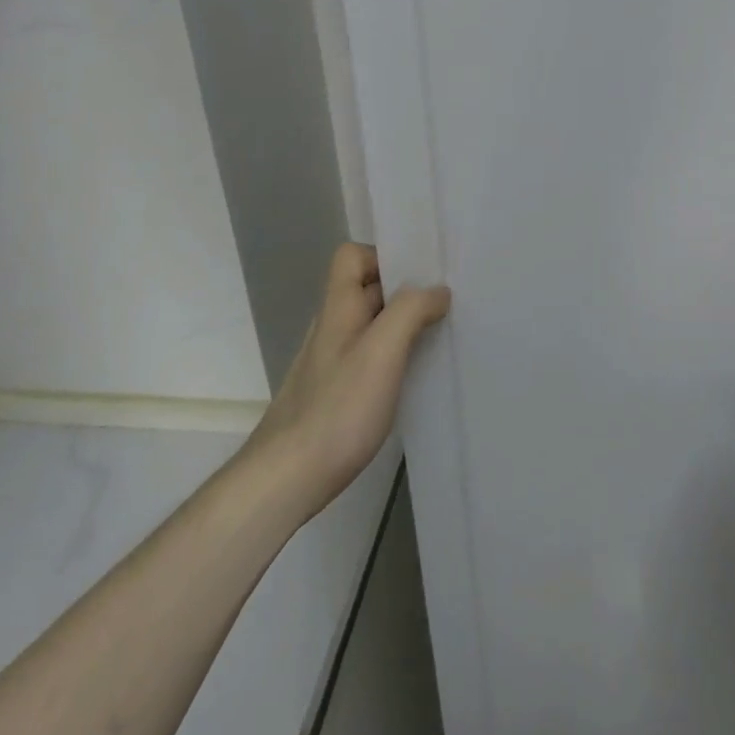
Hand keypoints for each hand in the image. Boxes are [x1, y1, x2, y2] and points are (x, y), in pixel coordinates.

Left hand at [246, 243, 450, 520]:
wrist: (287, 479)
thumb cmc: (337, 408)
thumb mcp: (382, 351)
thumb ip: (410, 311)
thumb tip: (437, 290)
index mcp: (339, 308)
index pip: (352, 256)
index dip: (383, 255)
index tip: (421, 273)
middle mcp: (333, 328)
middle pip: (367, 289)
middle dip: (405, 289)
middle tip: (447, 300)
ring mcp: (332, 362)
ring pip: (372, 324)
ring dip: (404, 324)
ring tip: (440, 334)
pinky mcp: (337, 393)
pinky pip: (371, 356)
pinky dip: (396, 355)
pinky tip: (416, 375)